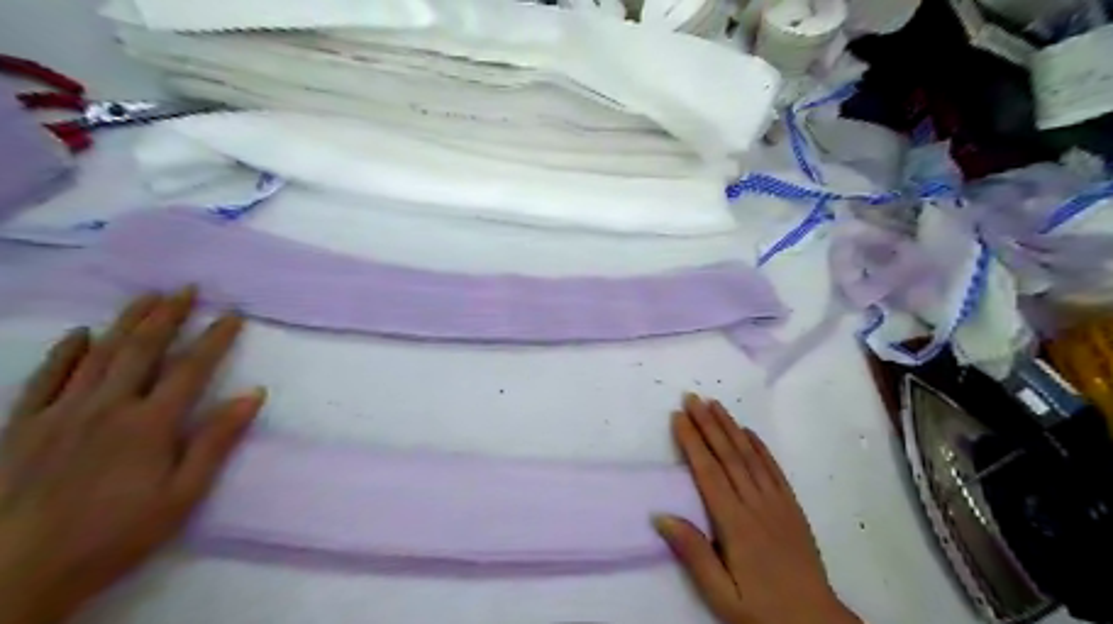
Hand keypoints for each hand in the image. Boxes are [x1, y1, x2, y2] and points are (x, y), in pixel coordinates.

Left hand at [0, 287, 262, 623]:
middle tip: (185, 288)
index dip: (215, 338)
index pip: (191, 369)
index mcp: (150, 424)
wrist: (15, 573)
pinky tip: (79, 334)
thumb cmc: (117, 534)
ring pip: (98, 355)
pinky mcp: (22, 426)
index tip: (232, 314)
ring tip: (146, 297)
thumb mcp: (183, 495)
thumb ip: (216, 441)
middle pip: (142, 350)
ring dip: (125, 322)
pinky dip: (65, 352)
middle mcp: (107, 407)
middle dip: (167, 316)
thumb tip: (253, 395)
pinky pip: (45, 378)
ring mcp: (60, 413)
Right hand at [659, 396, 857, 620]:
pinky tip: (748, 431)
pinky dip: (760, 447)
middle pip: (727, 456)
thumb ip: (693, 553)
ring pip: (750, 456)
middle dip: (707, 423)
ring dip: (730, 427)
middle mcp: (755, 505)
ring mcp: (777, 503)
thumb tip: (661, 516)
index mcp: (735, 524)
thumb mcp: (721, 595)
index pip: (708, 472)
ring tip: (715, 404)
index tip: (678, 417)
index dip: (691, 442)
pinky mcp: (792, 507)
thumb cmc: (761, 610)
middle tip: (692, 397)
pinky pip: (774, 469)